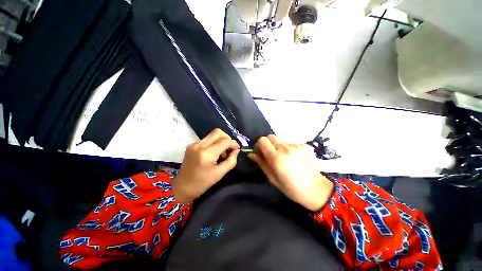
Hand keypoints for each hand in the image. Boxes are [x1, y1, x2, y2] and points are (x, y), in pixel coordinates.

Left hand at [172, 129, 239, 202]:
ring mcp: (194, 144)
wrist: (182, 188)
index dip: (233, 144)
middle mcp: (199, 145)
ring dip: (221, 141)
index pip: (224, 141)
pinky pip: (207, 139)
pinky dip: (214, 144)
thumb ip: (231, 161)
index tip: (237, 150)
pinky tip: (214, 154)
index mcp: (206, 154)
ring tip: (222, 154)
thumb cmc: (202, 183)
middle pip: (218, 132)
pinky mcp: (192, 145)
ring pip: (212, 135)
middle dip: (227, 139)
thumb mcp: (220, 174)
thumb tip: (236, 151)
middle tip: (229, 149)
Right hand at [248, 135, 333, 211]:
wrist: (316, 189)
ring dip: (280, 147)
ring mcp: (297, 146)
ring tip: (286, 158)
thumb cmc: (291, 187)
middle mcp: (286, 148)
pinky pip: (292, 143)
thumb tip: (251, 154)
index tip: (261, 152)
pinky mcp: (306, 145)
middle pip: (271, 136)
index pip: (262, 140)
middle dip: (269, 144)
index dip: (260, 145)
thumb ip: (261, 163)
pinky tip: (295, 158)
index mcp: (276, 158)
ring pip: (282, 140)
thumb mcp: (272, 178)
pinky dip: (290, 149)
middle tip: (272, 154)